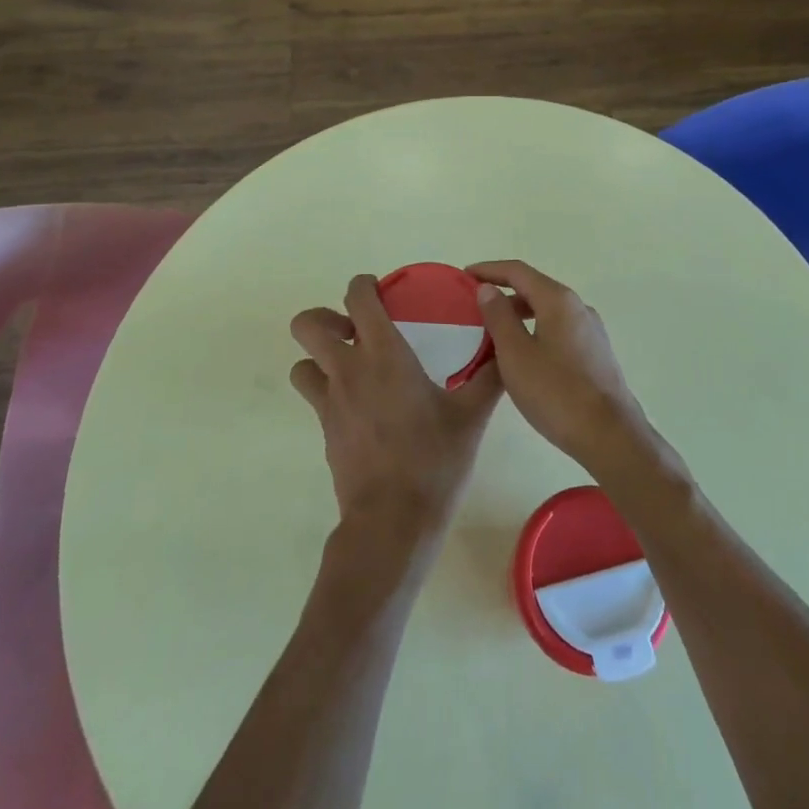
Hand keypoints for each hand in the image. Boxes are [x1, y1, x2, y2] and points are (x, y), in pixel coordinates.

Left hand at [290, 275, 501, 557]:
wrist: (392, 523)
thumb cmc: (434, 460)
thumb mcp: (471, 417)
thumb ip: (490, 378)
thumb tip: (507, 351)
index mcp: (384, 354)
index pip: (357, 298)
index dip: (363, 285)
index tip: (380, 291)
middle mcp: (348, 370)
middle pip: (308, 325)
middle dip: (326, 318)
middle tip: (357, 330)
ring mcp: (330, 403)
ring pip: (301, 364)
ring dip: (319, 358)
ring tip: (353, 368)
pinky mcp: (325, 432)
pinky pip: (315, 398)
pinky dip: (330, 392)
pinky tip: (363, 408)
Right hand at [466, 260, 650, 474]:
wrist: (610, 435)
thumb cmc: (556, 392)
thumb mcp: (516, 354)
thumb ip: (499, 317)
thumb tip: (488, 288)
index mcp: (558, 300)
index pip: (518, 271)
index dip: (489, 270)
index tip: (464, 276)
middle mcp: (578, 306)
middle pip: (534, 288)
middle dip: (503, 292)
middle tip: (474, 307)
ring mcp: (590, 330)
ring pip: (547, 310)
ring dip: (519, 314)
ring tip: (493, 331)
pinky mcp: (595, 352)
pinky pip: (559, 329)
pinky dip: (535, 329)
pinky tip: (523, 353)